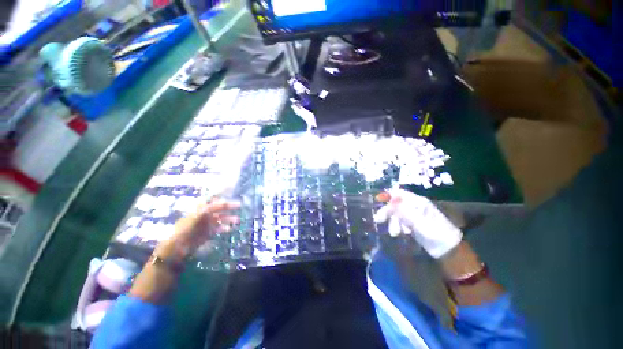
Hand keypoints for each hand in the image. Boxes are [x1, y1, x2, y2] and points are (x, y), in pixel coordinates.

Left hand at [156, 198, 240, 262]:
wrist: (178, 247)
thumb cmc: (187, 228)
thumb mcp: (199, 215)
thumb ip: (211, 208)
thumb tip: (224, 201)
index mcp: (201, 208)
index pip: (213, 200)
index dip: (222, 198)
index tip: (231, 195)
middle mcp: (205, 215)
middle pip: (219, 209)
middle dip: (229, 207)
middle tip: (239, 206)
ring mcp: (206, 224)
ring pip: (220, 219)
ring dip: (229, 218)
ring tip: (237, 220)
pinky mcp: (208, 233)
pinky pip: (218, 229)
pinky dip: (224, 228)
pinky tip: (229, 229)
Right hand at [373, 189, 461, 258]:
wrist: (447, 250)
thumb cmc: (436, 233)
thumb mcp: (420, 222)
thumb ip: (404, 212)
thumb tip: (390, 202)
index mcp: (418, 202)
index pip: (400, 194)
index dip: (388, 194)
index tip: (377, 199)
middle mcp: (413, 207)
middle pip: (395, 204)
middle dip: (387, 212)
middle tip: (378, 220)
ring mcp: (412, 216)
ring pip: (396, 215)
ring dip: (393, 223)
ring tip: (395, 233)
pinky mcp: (411, 225)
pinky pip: (399, 222)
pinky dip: (397, 227)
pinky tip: (401, 233)